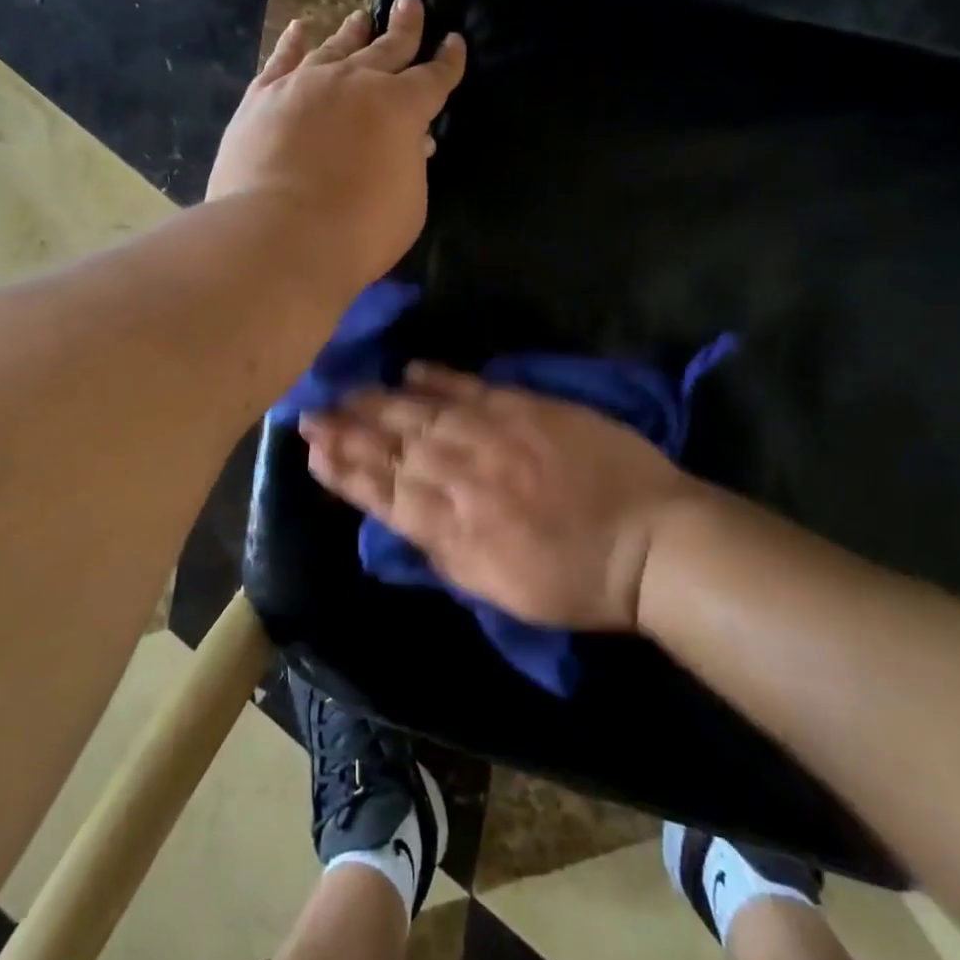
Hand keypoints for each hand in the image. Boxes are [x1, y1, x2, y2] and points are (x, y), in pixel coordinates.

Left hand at [207, 0, 465, 293]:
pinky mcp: (264, 96)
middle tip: (410, 3)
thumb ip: (412, 165)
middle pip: (387, 48)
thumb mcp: (409, 203)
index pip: (433, 77)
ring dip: (353, 32)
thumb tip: (412, 141)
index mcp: (401, 107)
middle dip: (404, 27)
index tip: (454, 41)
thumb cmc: (359, 230)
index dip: (448, 60)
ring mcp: (306, 83)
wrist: (281, 234)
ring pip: (336, 48)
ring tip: (361, 17)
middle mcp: (356, 82)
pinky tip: (299, 29)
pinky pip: (281, 59)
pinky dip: (292, 42)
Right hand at [299, 364, 694, 630]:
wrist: (649, 541)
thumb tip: (402, 516)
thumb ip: (443, 551)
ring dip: (378, 402)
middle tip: (309, 411)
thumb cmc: (574, 580)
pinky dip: (437, 379)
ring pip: (422, 415)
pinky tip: (410, 370)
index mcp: (454, 530)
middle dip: (346, 430)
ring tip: (343, 390)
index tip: (311, 451)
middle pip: (393, 448)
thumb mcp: (496, 589)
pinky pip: (471, 389)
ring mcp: (494, 437)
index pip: (383, 492)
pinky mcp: (525, 409)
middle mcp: (463, 477)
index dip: (343, 470)